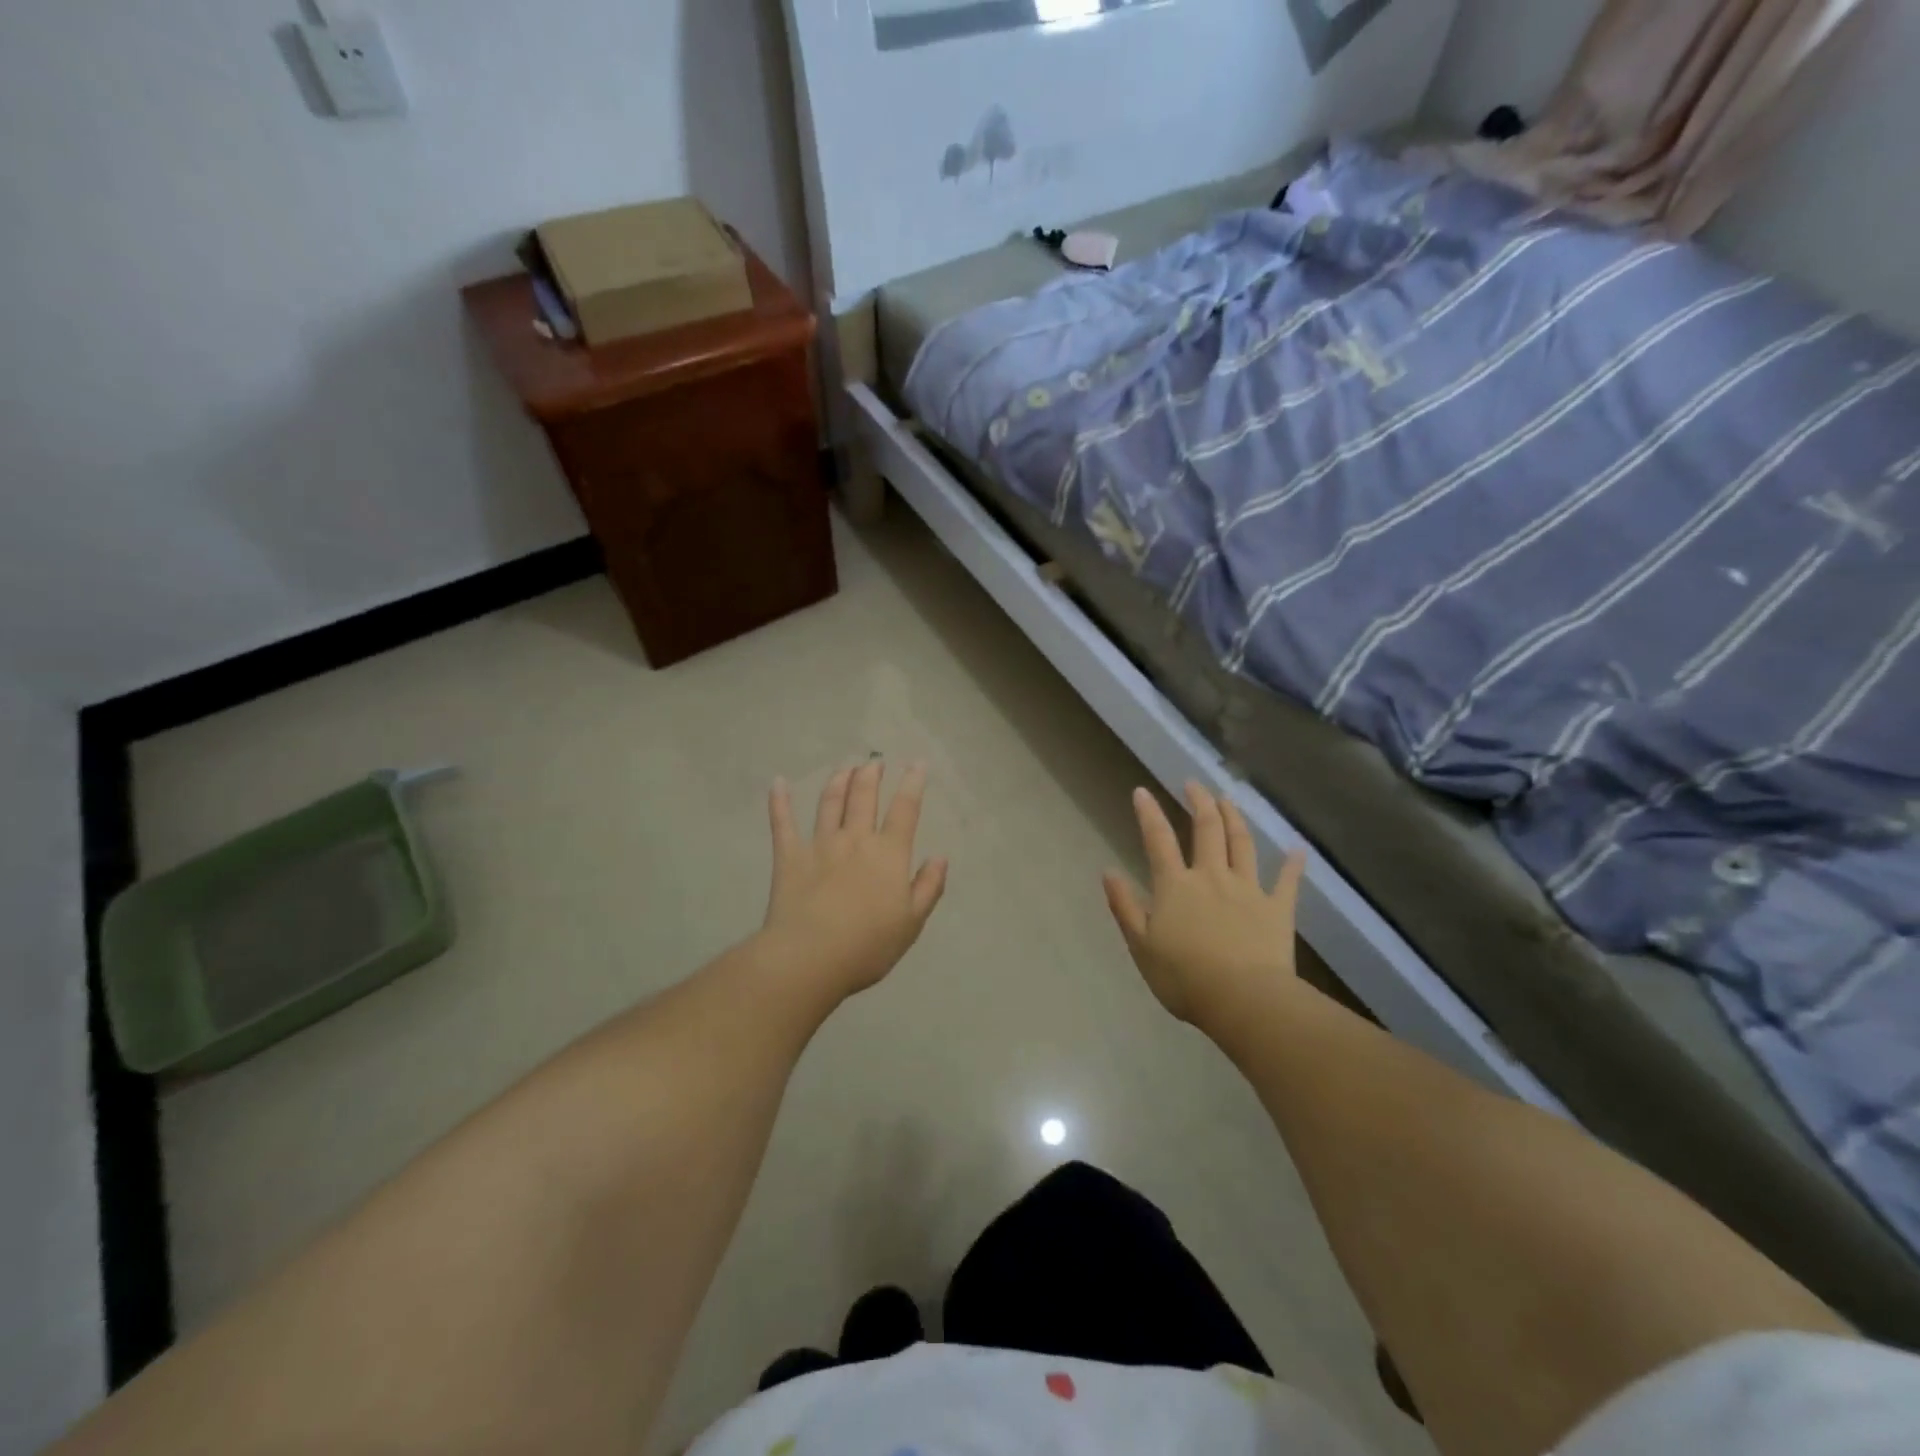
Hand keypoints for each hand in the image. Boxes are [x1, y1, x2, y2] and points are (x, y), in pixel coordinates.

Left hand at [762, 760, 948, 1002]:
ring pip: (830, 803)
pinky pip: (783, 823)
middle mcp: (855, 840)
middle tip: (874, 762)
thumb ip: (928, 887)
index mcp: (888, 854)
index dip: (913, 784)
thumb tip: (940, 857)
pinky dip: (780, 802)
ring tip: (845, 768)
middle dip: (871, 775)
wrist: (811, 957)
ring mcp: (820, 845)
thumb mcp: (912, 922)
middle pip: (864, 797)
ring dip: (838, 782)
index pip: (905, 810)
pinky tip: (778, 783)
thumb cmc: (868, 945)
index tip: (917, 764)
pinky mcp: (789, 857)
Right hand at [1103, 781, 1306, 1027]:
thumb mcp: (1141, 945)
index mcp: (1175, 886)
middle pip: (1206, 829)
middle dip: (1199, 802)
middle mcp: (1211, 877)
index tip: (1142, 791)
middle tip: (1194, 784)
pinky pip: (1287, 882)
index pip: (1158, 840)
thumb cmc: (1184, 978)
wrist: (1243, 1001)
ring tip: (1228, 799)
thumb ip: (1125, 906)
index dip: (1148, 813)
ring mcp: (1248, 889)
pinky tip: (1297, 850)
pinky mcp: (1277, 909)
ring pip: (1242, 844)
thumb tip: (1108, 871)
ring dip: (1234, 818)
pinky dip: (1292, 864)